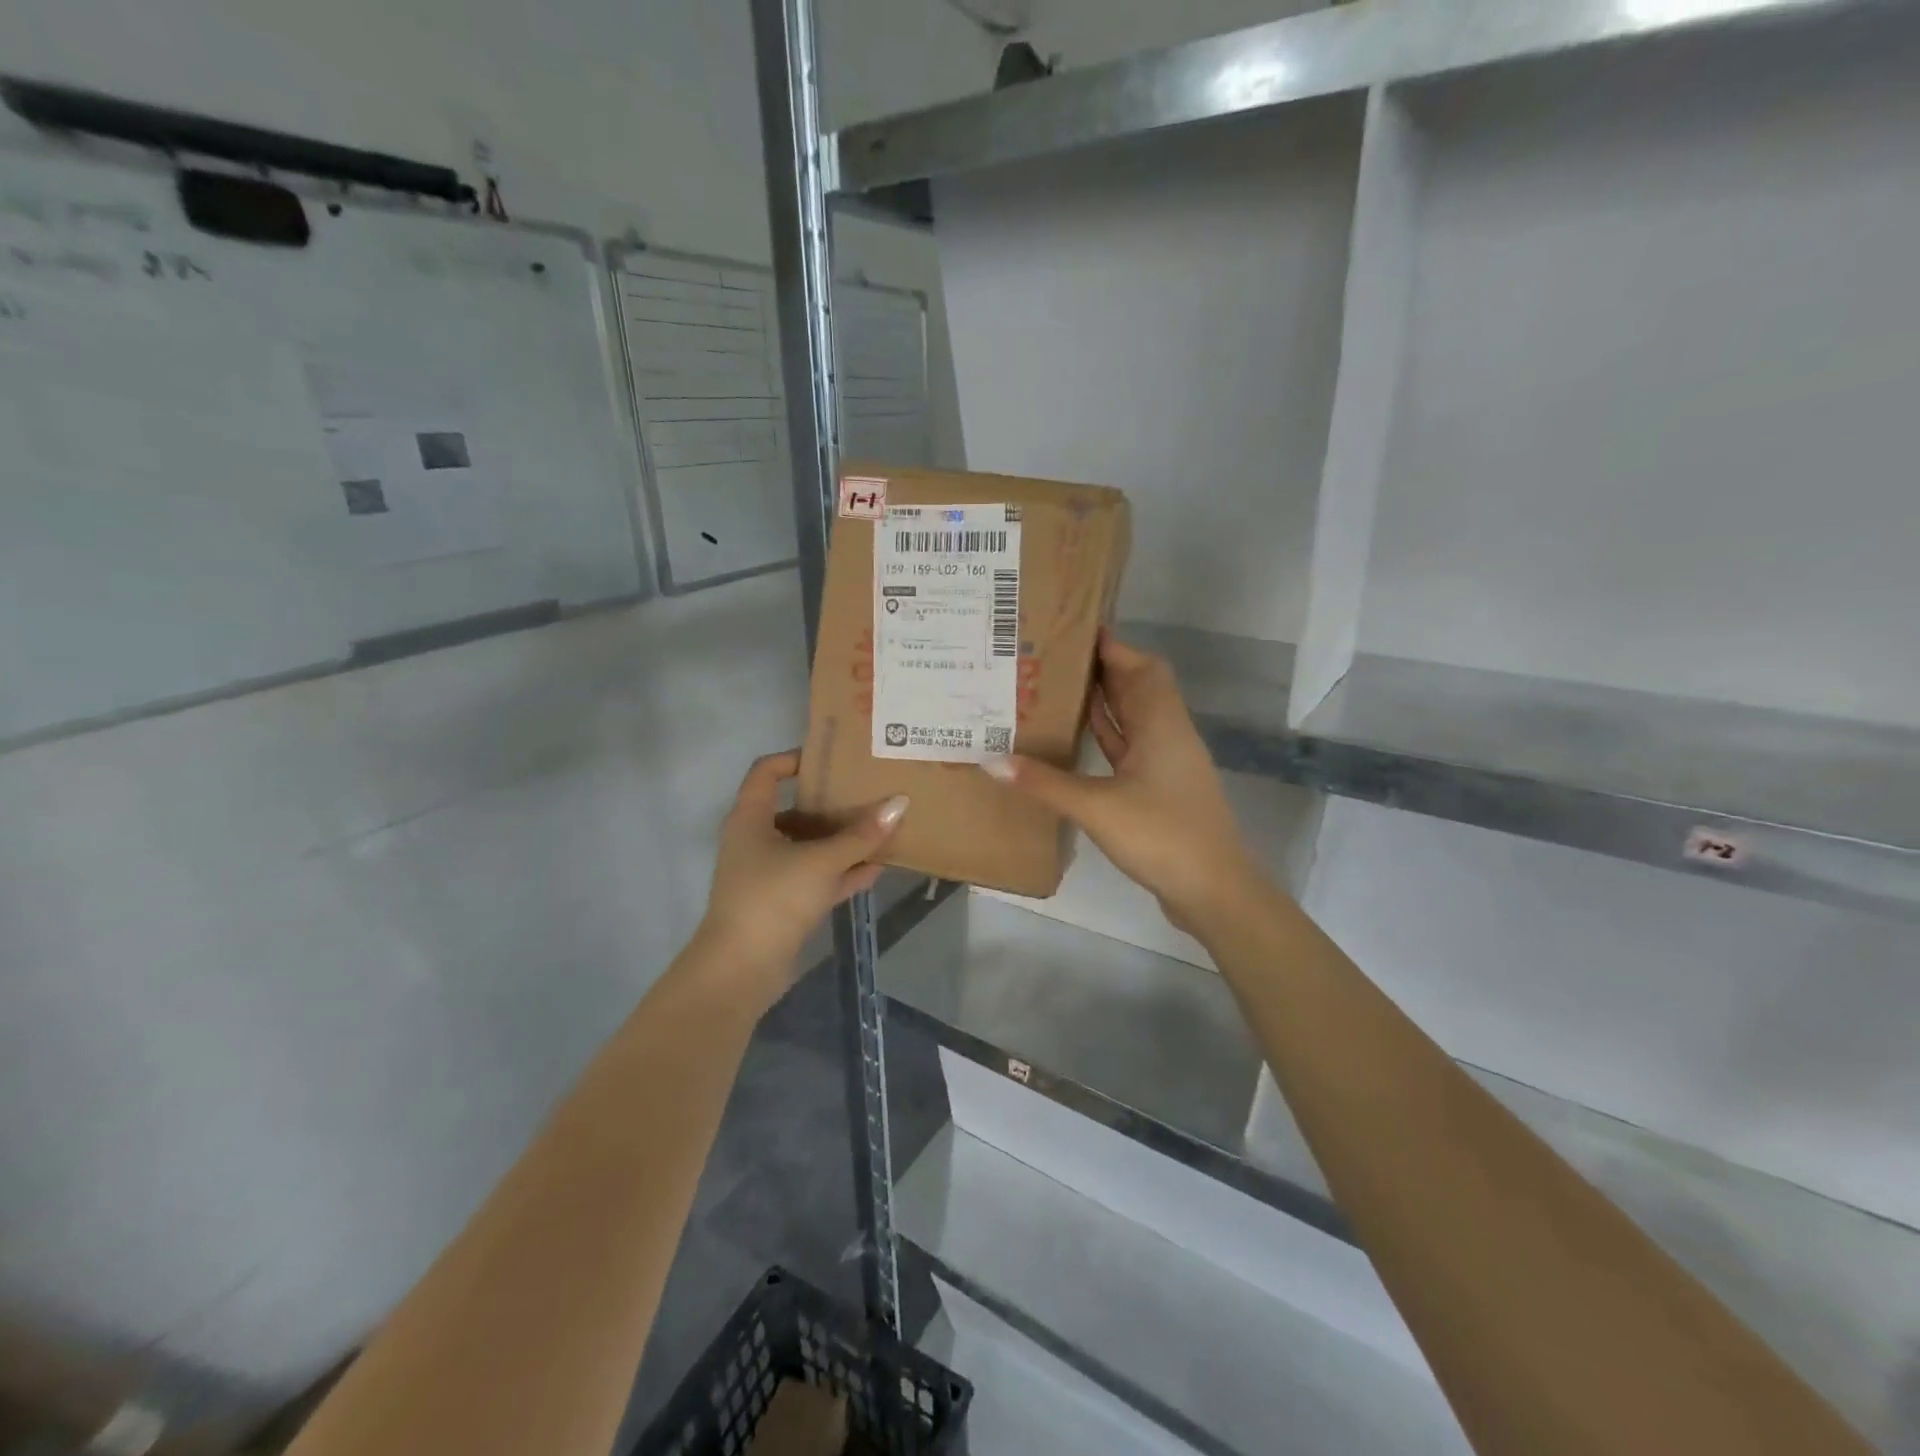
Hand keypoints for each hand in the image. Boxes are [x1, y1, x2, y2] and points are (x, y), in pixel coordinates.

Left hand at [696, 751, 907, 1005]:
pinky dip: (842, 871)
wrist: (741, 969)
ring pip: (809, 846)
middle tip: (869, 790)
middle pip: (795, 809)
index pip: (767, 771)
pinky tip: (877, 867)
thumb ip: (861, 835)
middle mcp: (756, 840)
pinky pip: (817, 877)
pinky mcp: (783, 903)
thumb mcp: (821, 861)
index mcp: (751, 818)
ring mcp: (769, 873)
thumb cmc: (773, 898)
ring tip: (881, 827)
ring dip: (842, 840)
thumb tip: (900, 802)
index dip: (796, 758)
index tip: (834, 759)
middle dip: (832, 802)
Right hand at [982, 631, 1263, 932]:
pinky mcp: (1158, 789)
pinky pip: (1128, 748)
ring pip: (1133, 718)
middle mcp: (1167, 735)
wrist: (1213, 890)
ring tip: (1056, 687)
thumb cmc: (1161, 836)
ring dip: (1103, 702)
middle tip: (1052, 658)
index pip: (1140, 667)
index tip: (1072, 630)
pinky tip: (1076, 736)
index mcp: (1162, 724)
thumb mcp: (1097, 807)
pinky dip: (1106, 736)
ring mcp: (1165, 763)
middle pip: (1137, 687)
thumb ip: (1044, 783)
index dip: (1112, 646)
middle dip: (1101, 669)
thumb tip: (992, 760)